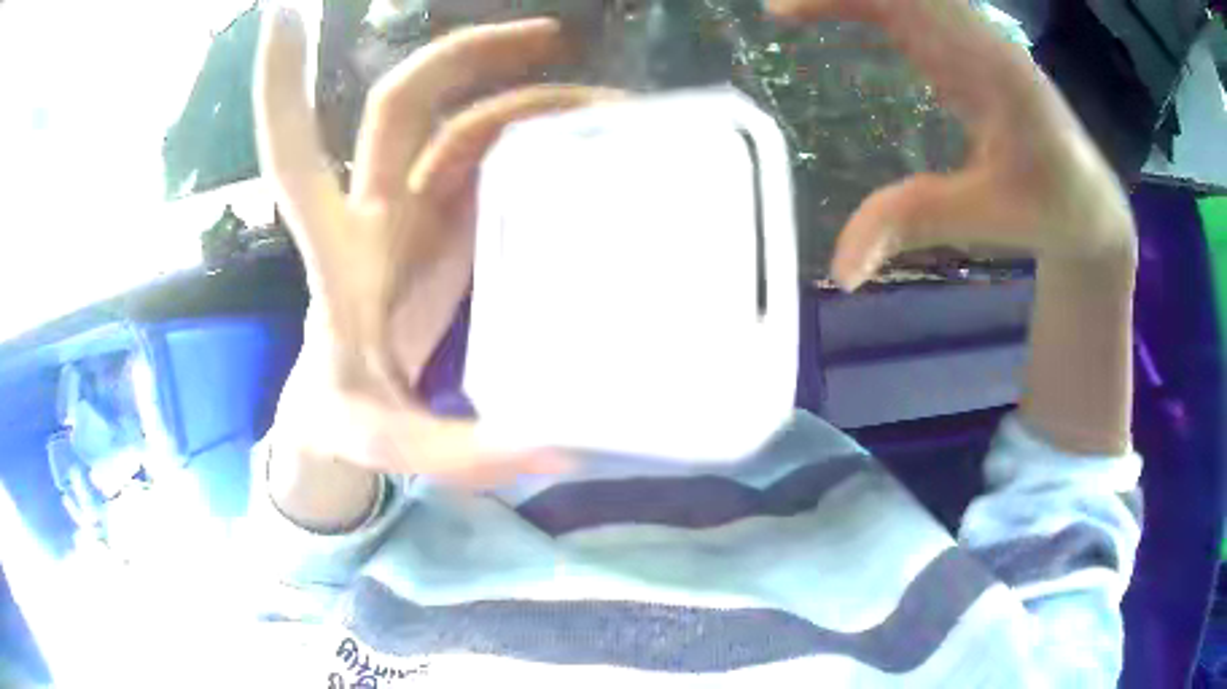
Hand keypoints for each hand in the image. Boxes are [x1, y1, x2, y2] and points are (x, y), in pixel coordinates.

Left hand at [257, 8, 614, 483]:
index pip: (297, 154)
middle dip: (465, 56)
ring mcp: (413, 214)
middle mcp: (372, 215)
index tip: (285, 13)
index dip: (285, 87)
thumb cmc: (348, 420)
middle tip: (552, 36)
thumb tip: (549, 448)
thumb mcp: (388, 443)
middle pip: (402, 105)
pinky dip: (536, 140)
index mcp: (339, 257)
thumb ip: (455, 453)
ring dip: (528, 100)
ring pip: (463, 126)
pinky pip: (489, 161)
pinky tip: (588, 144)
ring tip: (613, 106)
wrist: (341, 413)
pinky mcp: (447, 227)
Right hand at [767, 0, 1137, 289]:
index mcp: (993, 66)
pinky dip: (862, 6)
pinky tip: (830, 15)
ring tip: (790, 10)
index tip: (782, 12)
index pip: (912, 1)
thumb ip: (914, 223)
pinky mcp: (966, 51)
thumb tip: (840, 271)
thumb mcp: (986, 219)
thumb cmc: (1050, 210)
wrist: (1090, 203)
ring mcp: (974, 40)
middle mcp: (981, 37)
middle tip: (777, 10)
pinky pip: (907, 9)